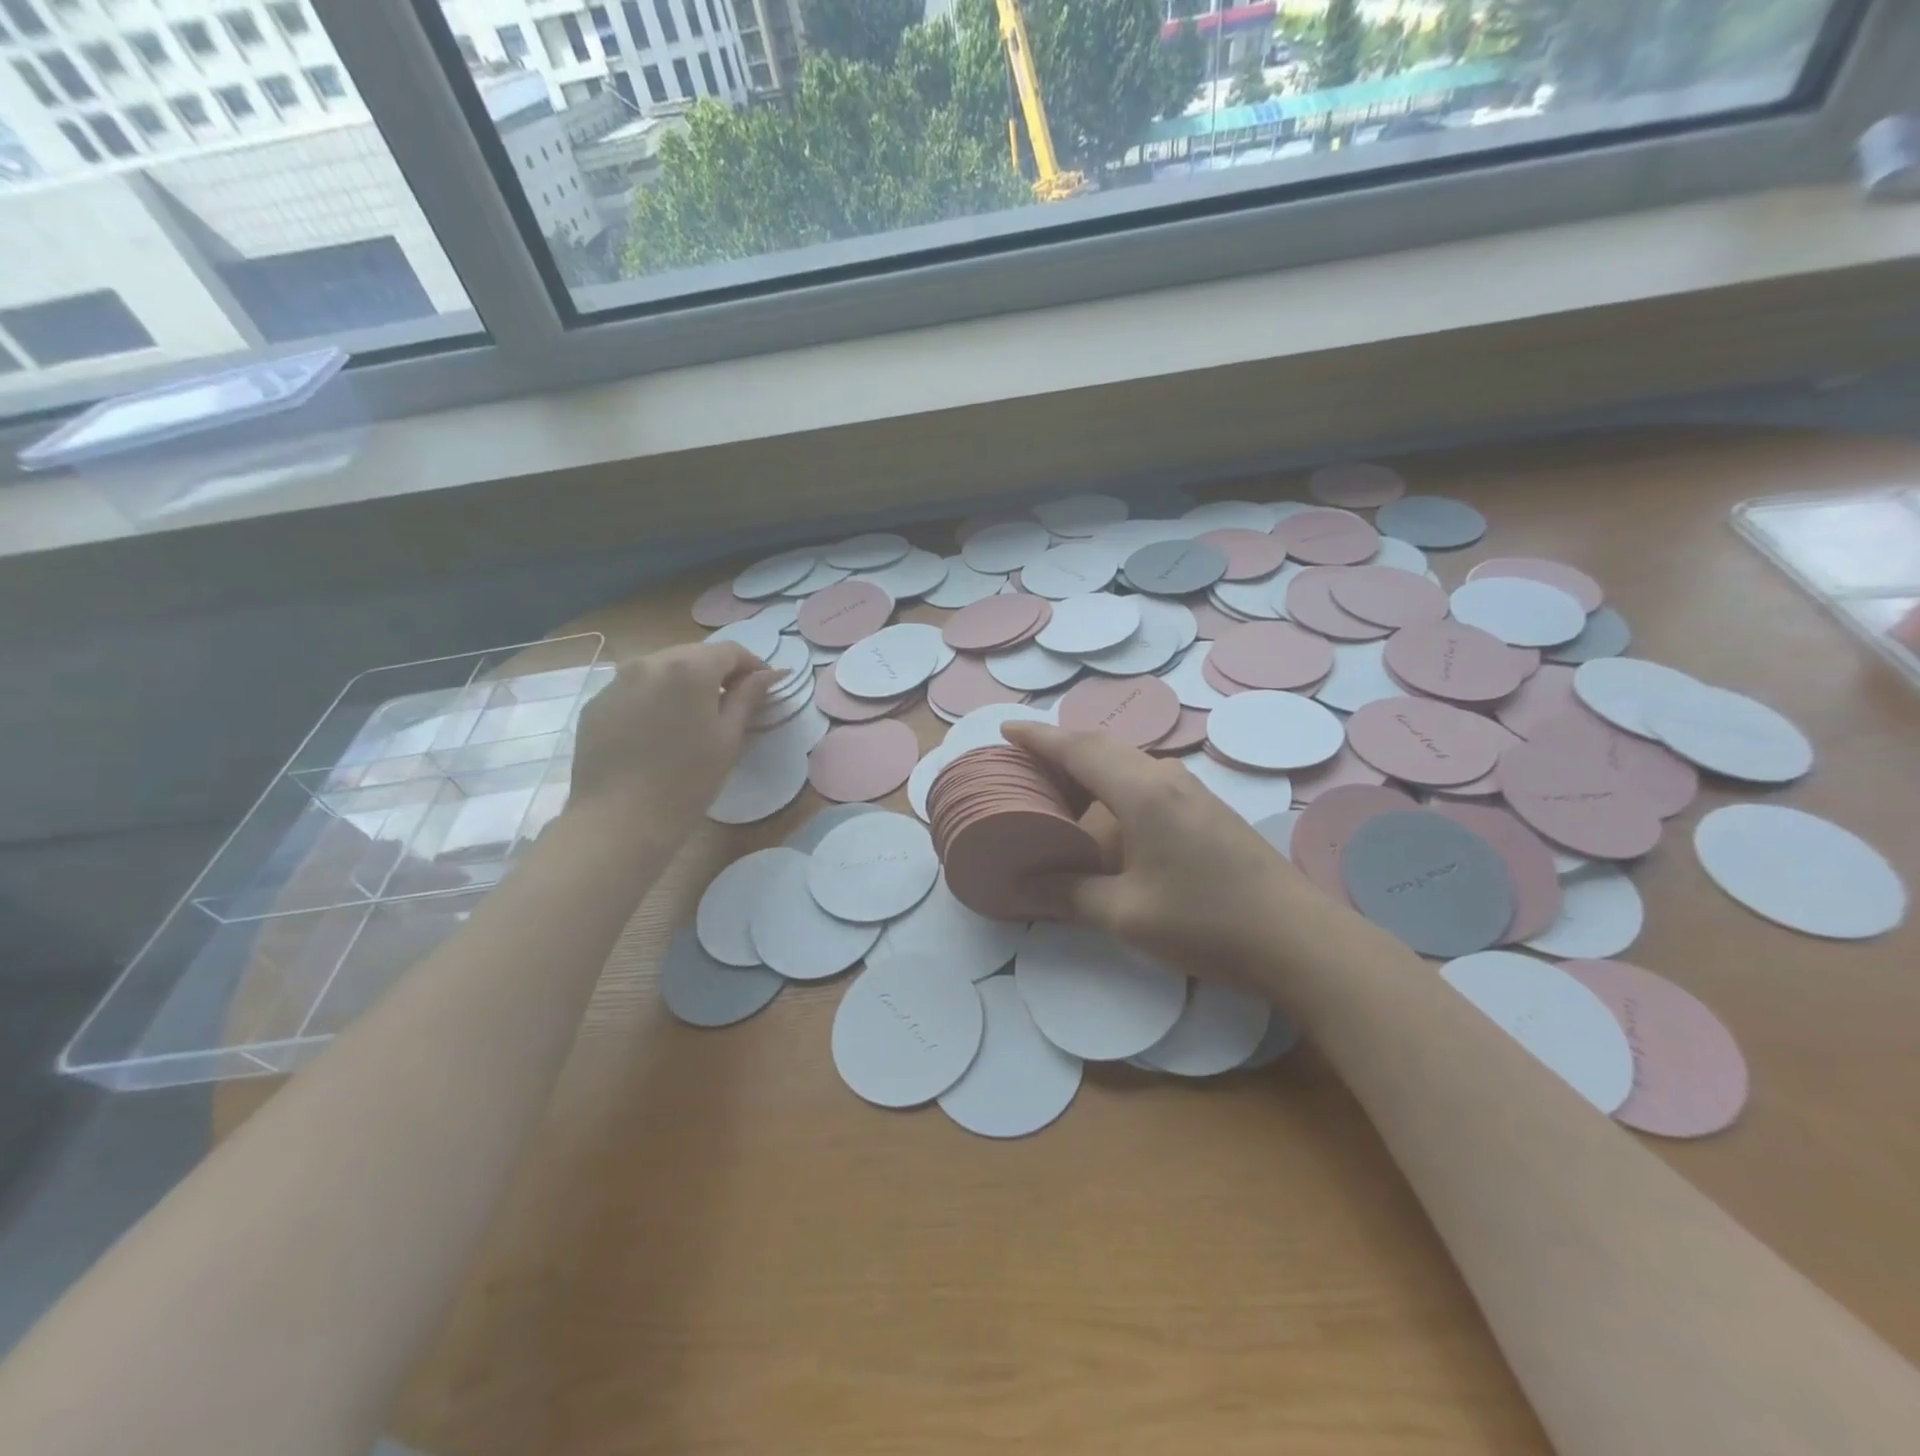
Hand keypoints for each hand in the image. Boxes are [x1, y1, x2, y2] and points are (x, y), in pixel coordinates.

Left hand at [571, 643, 782, 829]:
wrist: (619, 820)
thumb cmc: (687, 781)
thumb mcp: (728, 739)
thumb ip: (748, 697)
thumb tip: (770, 673)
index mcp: (690, 668)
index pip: (730, 651)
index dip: (753, 665)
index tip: (764, 687)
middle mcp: (650, 662)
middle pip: (694, 654)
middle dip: (717, 673)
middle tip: (731, 703)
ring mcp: (617, 681)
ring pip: (662, 669)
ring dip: (683, 683)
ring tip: (692, 717)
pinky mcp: (597, 703)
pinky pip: (634, 689)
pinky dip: (653, 699)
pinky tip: (658, 732)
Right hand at [1001, 721, 1316, 983]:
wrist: (1299, 939)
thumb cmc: (1206, 921)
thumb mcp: (1126, 914)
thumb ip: (1067, 895)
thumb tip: (1019, 888)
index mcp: (1142, 792)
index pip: (1078, 748)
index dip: (1038, 738)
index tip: (1006, 731)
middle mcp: (1166, 778)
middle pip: (1102, 749)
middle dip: (1060, 752)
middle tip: (1023, 767)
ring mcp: (1191, 792)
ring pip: (1127, 765)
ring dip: (1089, 772)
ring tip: (1056, 794)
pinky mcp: (1206, 810)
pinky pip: (1146, 783)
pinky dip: (1113, 789)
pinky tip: (1106, 821)